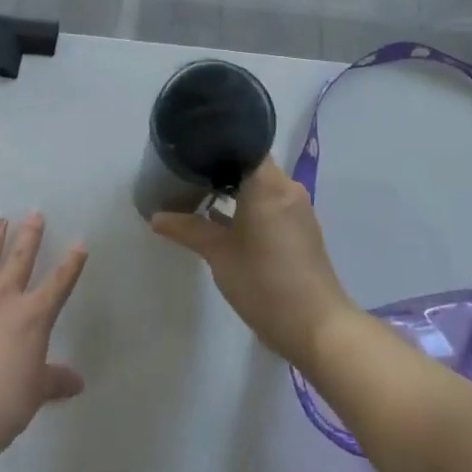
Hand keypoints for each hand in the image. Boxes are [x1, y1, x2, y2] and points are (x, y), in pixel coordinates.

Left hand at [0, 214, 87, 460]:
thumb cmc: (1, 404)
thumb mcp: (35, 393)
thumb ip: (54, 380)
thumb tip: (76, 382)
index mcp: (33, 317)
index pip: (59, 283)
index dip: (71, 263)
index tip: (80, 243)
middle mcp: (3, 298)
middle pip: (20, 259)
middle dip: (29, 235)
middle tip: (34, 213)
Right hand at [150, 161, 356, 368]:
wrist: (315, 327)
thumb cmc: (264, 282)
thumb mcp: (218, 254)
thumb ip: (187, 230)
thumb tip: (156, 217)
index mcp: (269, 184)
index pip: (245, 145)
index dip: (217, 144)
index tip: (190, 148)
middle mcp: (287, 189)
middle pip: (251, 164)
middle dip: (220, 167)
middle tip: (185, 171)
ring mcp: (297, 210)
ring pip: (261, 185)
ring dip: (234, 189)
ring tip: (199, 193)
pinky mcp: (300, 230)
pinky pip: (271, 203)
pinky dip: (249, 205)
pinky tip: (223, 219)